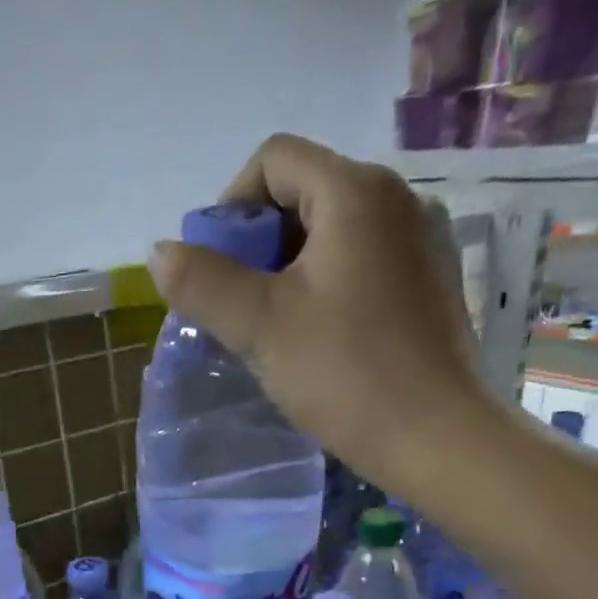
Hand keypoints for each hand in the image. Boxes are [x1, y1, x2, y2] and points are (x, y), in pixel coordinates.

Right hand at [146, 134, 490, 494]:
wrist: (437, 438)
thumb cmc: (346, 373)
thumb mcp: (259, 325)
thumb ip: (202, 281)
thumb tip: (161, 252)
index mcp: (355, 192)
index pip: (274, 160)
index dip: (231, 205)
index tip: (218, 267)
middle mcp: (398, 199)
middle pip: (306, 191)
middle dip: (259, 241)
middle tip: (240, 303)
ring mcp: (423, 241)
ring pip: (335, 231)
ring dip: (291, 267)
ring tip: (275, 325)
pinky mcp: (432, 282)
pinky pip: (365, 261)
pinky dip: (329, 283)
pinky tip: (321, 335)